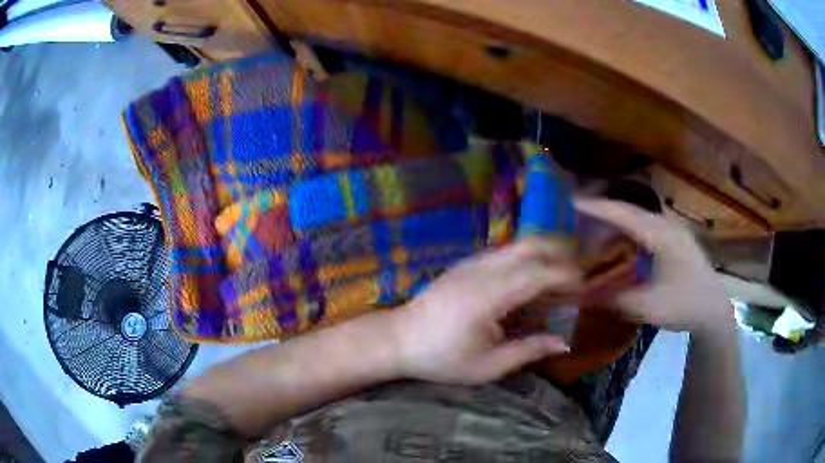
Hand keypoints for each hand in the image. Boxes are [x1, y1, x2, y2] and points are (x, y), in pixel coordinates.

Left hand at [390, 237, 577, 384]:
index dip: (565, 276)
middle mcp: (482, 270)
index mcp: (488, 296)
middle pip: (530, 246)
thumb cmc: (442, 357)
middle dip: (560, 254)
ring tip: (558, 276)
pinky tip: (530, 278)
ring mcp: (471, 262)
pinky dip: (526, 257)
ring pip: (517, 244)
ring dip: (543, 253)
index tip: (582, 287)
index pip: (538, 273)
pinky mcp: (465, 263)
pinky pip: (504, 252)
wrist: (399, 338)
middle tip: (576, 275)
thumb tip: (562, 342)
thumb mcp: (487, 366)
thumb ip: (528, 351)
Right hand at [574, 198, 732, 333]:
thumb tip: (583, 296)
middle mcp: (667, 225)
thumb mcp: (648, 307)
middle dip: (603, 211)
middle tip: (576, 215)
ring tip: (593, 231)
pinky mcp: (675, 240)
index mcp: (661, 236)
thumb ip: (615, 299)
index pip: (624, 214)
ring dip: (616, 222)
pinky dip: (628, 231)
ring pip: (638, 218)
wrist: (713, 310)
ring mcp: (672, 231)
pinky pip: (646, 228)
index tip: (572, 201)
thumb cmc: (685, 306)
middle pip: (630, 210)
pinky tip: (619, 244)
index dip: (597, 208)